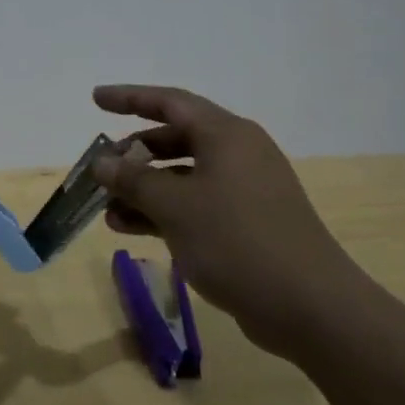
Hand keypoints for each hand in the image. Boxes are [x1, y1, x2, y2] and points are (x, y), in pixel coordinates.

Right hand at [90, 84, 379, 354]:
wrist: (309, 307)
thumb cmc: (237, 241)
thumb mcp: (175, 207)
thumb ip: (134, 180)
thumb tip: (102, 163)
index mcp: (226, 134)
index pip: (169, 102)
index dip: (129, 98)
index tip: (95, 98)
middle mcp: (237, 153)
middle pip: (175, 139)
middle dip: (134, 155)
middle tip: (102, 171)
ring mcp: (245, 190)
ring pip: (183, 177)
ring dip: (144, 190)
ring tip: (107, 212)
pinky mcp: (248, 223)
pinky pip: (196, 205)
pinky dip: (164, 212)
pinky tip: (131, 230)